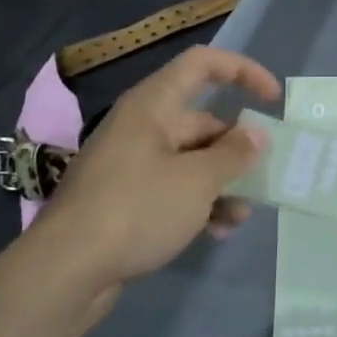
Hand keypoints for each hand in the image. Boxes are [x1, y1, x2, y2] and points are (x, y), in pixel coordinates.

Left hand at [10, 46, 280, 325]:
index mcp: (153, 106)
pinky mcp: (124, 199)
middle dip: (236, 149)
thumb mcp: (198, 181)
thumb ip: (234, 154)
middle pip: (202, 121)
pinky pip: (172, 188)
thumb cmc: (137, 210)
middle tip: (262, 177)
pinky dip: (197, 204)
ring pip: (191, 160)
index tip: (272, 100)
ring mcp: (130, 164)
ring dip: (221, 183)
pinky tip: (215, 231)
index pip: (202, 64)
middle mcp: (141, 127)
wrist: (64, 271)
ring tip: (239, 216)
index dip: (242, 72)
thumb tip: (255, 134)